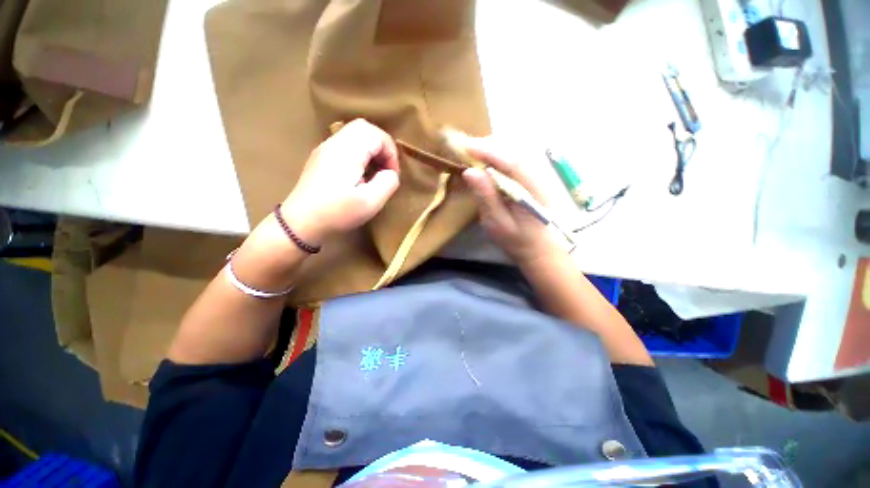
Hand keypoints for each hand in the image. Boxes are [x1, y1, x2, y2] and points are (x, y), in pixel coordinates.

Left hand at [280, 119, 400, 244]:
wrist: (301, 223)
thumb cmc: (337, 213)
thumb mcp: (370, 202)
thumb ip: (388, 182)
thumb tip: (391, 173)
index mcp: (347, 151)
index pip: (376, 134)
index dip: (391, 152)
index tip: (392, 174)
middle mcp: (334, 143)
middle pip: (364, 128)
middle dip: (382, 146)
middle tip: (386, 169)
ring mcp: (325, 149)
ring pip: (354, 134)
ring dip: (371, 150)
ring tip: (375, 172)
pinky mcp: (321, 158)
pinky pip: (346, 144)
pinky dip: (360, 153)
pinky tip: (360, 174)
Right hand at [461, 138, 562, 265]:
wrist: (539, 247)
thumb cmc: (517, 240)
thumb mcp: (497, 223)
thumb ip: (486, 197)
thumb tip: (470, 171)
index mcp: (532, 190)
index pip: (512, 161)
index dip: (488, 150)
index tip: (465, 147)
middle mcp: (538, 176)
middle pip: (515, 148)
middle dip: (488, 145)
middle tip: (465, 150)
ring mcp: (537, 174)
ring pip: (515, 148)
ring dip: (493, 147)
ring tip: (473, 153)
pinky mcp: (531, 176)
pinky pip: (514, 156)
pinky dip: (498, 153)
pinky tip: (486, 160)